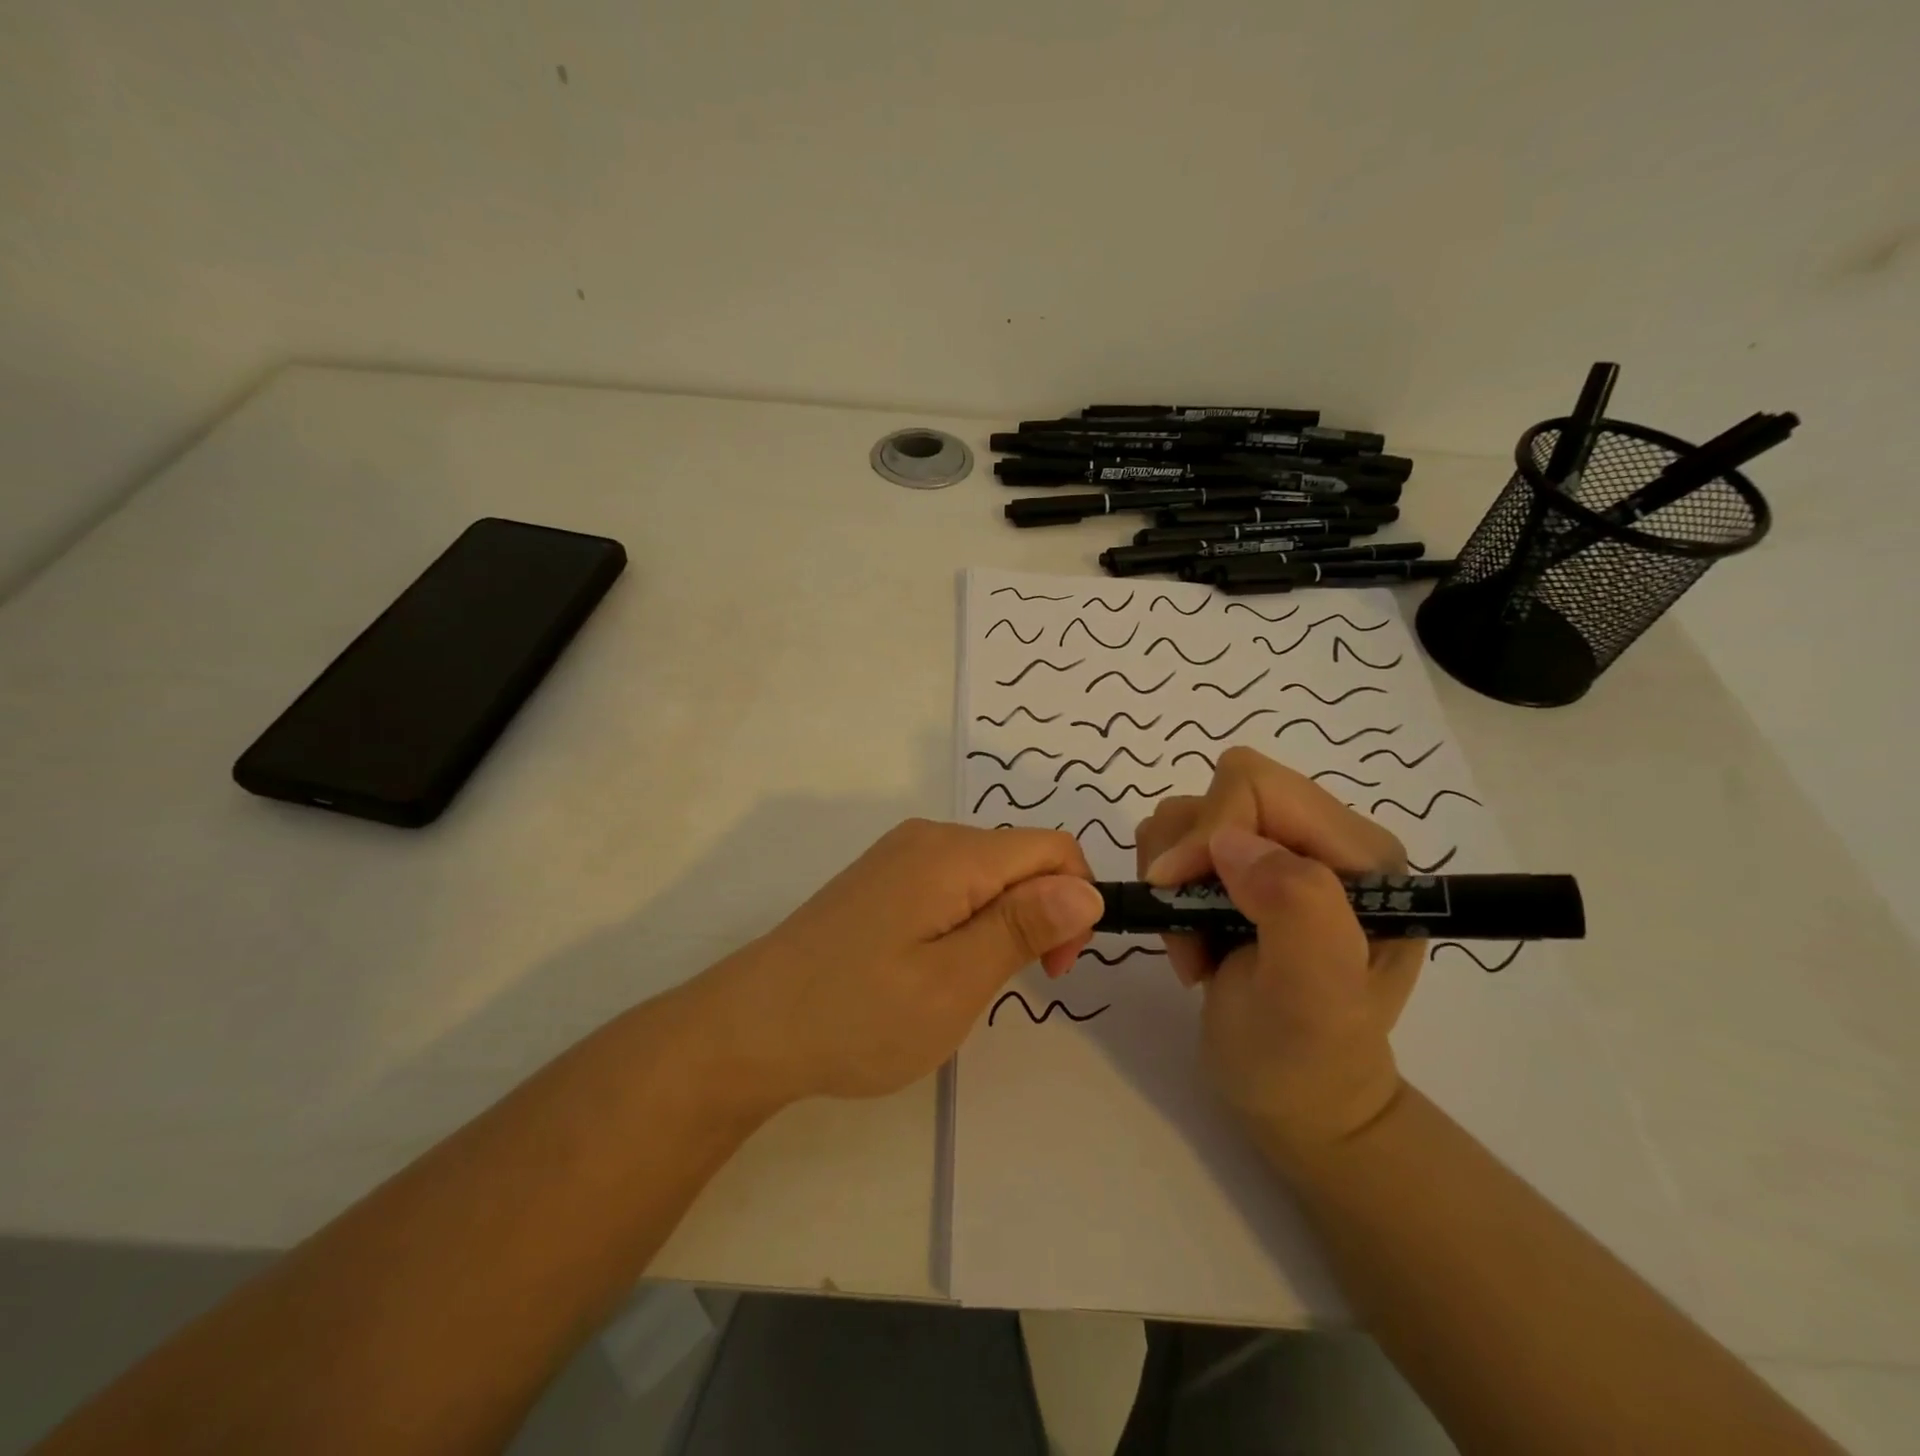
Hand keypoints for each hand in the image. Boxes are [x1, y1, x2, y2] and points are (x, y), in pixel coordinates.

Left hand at [686, 820, 1103, 1109]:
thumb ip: (1023, 926)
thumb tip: (1086, 888)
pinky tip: (932, 967)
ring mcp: (899, 856)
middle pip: (1019, 858)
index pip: (1052, 848)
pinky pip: (951, 885)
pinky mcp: (881, 879)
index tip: (1051, 969)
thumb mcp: (953, 982)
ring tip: (964, 983)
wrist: (751, 1026)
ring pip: (986, 874)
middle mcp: (928, 838)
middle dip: (1038, 915)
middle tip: (1005, 986)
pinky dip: (966, 921)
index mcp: (952, 853)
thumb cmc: (858, 1013)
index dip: (1073, 903)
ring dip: (1001, 923)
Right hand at [1135, 746, 1423, 1158]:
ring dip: (1173, 881)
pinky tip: (1193, 940)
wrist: (1293, 1101)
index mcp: (1359, 854)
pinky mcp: (1237, 870)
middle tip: (1189, 929)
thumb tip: (1230, 842)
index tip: (1176, 894)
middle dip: (1186, 859)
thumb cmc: (1307, 1060)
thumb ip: (1296, 909)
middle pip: (1219, 791)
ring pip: (1187, 814)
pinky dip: (1165, 890)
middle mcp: (1320, 839)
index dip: (1206, 831)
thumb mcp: (1315, 997)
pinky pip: (1173, 843)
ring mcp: (1276, 851)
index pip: (1259, 787)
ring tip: (1196, 947)